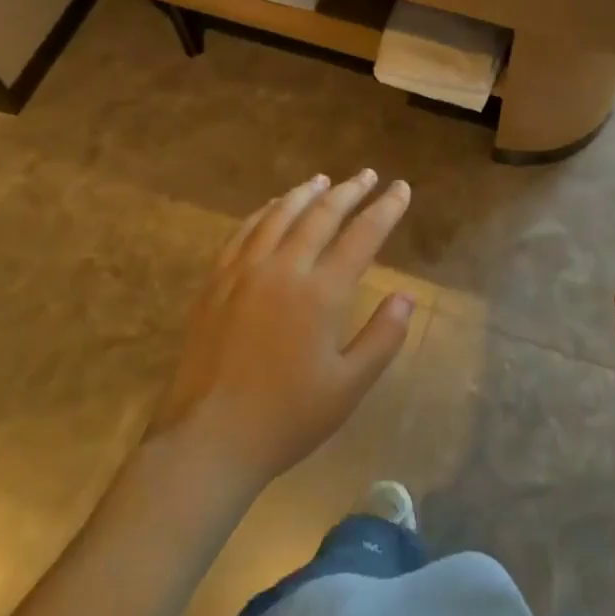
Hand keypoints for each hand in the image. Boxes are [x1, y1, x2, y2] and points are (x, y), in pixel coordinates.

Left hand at [148, 170, 414, 491]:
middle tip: (367, 175)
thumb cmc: (286, 418)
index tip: (401, 188)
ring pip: (280, 215)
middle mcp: (284, 269)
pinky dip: (265, 211)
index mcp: (321, 294)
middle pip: (322, 215)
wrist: (208, 440)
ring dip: (306, 193)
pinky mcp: (216, 281)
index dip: (385, 208)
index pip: (362, 236)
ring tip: (324, 180)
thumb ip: (382, 338)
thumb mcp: (348, 387)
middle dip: (349, 191)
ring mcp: (244, 271)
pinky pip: (244, 231)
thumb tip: (406, 296)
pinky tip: (274, 207)